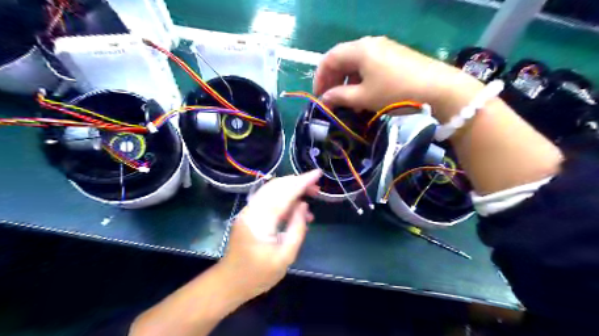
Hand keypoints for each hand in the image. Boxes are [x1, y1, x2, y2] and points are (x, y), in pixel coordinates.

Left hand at [220, 170, 322, 301]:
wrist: (229, 282)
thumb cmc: (258, 274)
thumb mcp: (285, 256)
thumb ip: (297, 228)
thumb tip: (304, 206)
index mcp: (260, 220)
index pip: (284, 193)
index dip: (302, 182)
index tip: (317, 174)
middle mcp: (252, 210)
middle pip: (276, 186)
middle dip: (297, 182)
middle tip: (316, 188)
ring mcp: (248, 210)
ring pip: (272, 189)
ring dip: (291, 188)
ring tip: (310, 196)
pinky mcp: (249, 214)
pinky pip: (268, 198)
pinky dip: (284, 197)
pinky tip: (296, 207)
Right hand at [314, 36, 480, 119]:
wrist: (439, 89)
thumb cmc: (395, 92)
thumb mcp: (364, 97)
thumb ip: (340, 97)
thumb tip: (324, 100)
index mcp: (359, 49)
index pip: (329, 58)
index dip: (320, 77)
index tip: (318, 96)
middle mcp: (370, 44)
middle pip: (342, 60)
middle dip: (333, 80)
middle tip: (330, 100)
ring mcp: (384, 49)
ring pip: (356, 64)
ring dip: (347, 82)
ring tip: (347, 102)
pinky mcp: (394, 57)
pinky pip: (370, 67)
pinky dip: (361, 81)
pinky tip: (364, 96)